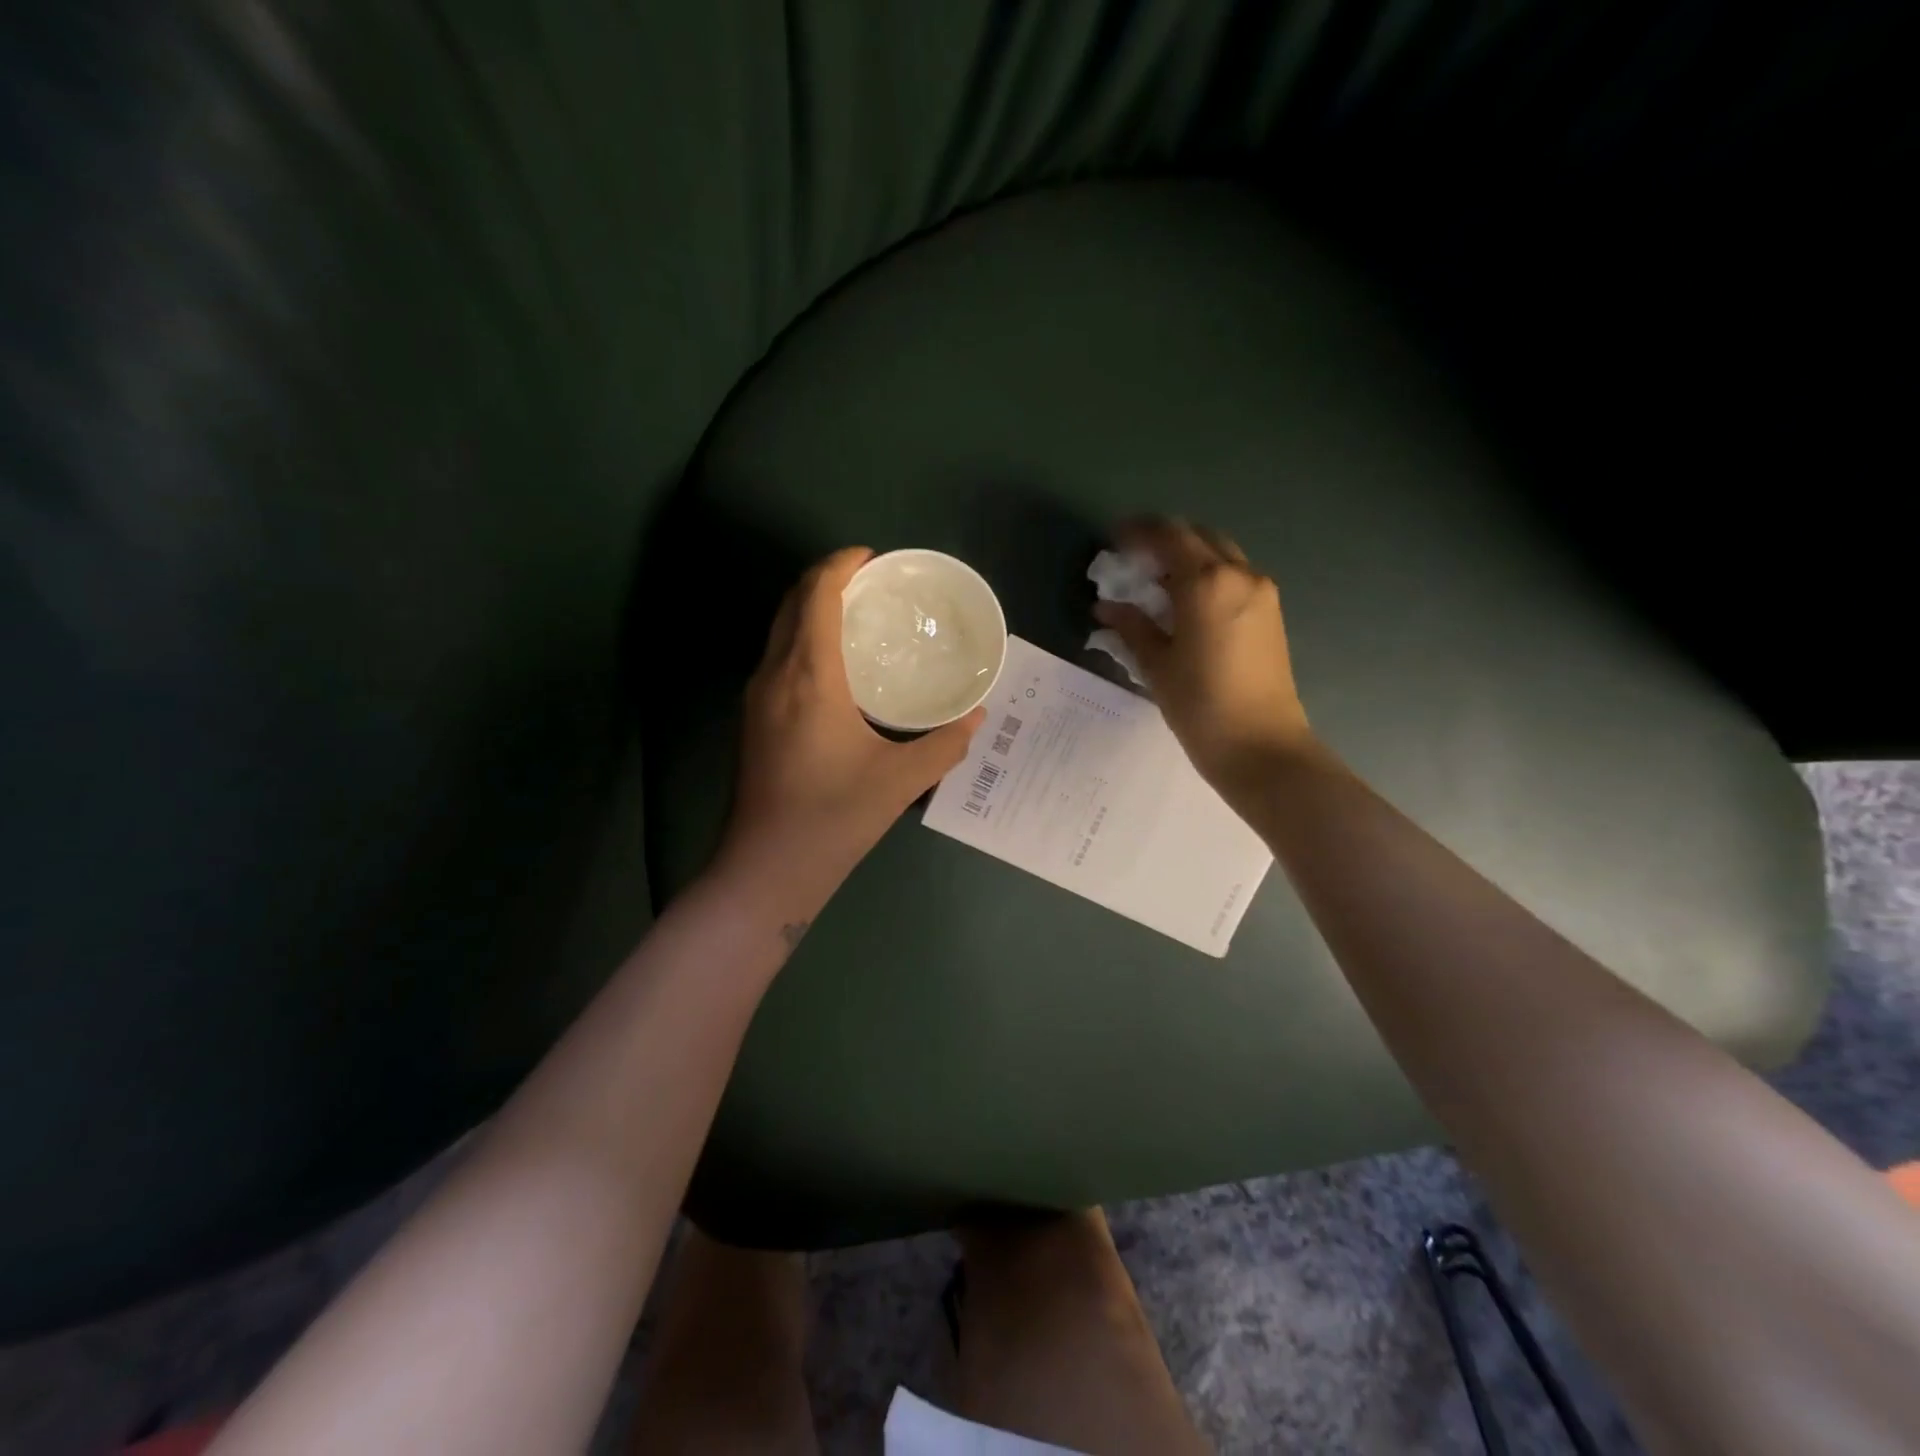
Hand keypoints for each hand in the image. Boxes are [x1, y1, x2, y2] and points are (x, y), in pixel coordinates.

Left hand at [720, 547, 985, 888]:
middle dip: (827, 579)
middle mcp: (774, 675)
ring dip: (813, 608)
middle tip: (873, 585)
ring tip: (858, 617)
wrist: (766, 869)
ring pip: (780, 629)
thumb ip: (945, 744)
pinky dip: (804, 638)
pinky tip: (836, 666)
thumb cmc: (834, 818)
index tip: (874, 559)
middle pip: (792, 602)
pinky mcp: (752, 718)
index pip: (816, 594)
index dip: (841, 564)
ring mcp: (756, 697)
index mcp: (809, 677)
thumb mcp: (902, 781)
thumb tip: (975, 717)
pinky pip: (778, 656)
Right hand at [1093, 519, 1312, 790]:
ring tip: (1156, 585)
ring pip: (1220, 555)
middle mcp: (1240, 574)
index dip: (1137, 532)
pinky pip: (1234, 577)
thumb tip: (1106, 607)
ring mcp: (1262, 592)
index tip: (1112, 542)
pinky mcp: (1271, 613)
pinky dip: (1207, 576)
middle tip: (1133, 563)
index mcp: (1207, 582)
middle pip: (1198, 536)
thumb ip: (1132, 626)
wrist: (1262, 747)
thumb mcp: (1157, 665)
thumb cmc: (1201, 706)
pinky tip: (1185, 605)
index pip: (1168, 535)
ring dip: (1187, 558)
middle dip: (1163, 541)